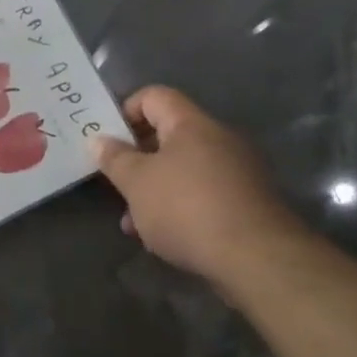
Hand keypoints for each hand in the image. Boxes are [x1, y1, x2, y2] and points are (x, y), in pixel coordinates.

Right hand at [88, 85, 306, 281]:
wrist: (258, 261)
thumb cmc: (187, 208)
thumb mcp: (137, 182)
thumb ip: (114, 158)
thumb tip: (98, 140)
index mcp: (191, 124)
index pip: (154, 96)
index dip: (126, 110)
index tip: (109, 140)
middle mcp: (219, 139)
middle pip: (168, 135)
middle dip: (137, 158)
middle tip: (116, 181)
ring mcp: (238, 173)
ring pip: (183, 170)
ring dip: (155, 189)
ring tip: (132, 221)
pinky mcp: (248, 205)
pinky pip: (203, 195)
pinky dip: (179, 207)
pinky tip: (162, 236)